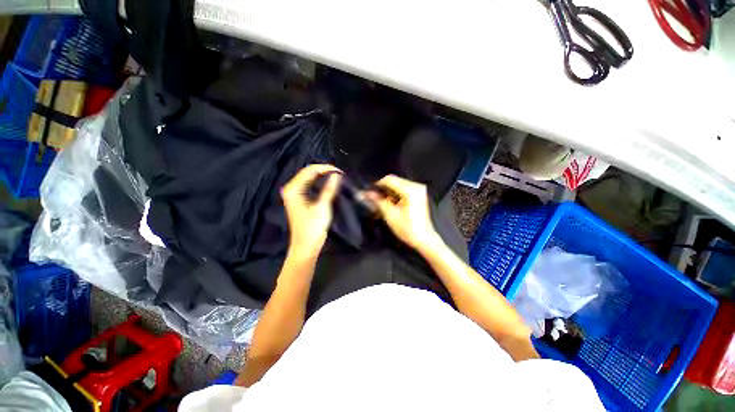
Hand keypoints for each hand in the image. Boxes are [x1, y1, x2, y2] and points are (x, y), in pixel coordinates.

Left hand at [281, 164, 342, 258]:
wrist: (306, 246)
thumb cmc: (313, 227)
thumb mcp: (323, 206)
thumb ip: (329, 189)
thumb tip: (337, 174)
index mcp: (293, 189)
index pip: (309, 170)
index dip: (325, 168)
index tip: (340, 171)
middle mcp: (291, 189)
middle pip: (308, 173)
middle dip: (324, 171)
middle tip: (340, 173)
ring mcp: (294, 195)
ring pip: (309, 179)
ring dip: (322, 176)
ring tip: (336, 177)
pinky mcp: (299, 200)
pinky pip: (309, 186)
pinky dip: (319, 183)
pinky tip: (328, 184)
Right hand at [365, 175, 440, 251]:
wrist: (424, 239)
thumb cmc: (407, 229)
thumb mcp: (390, 215)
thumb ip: (378, 201)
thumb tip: (365, 193)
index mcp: (410, 190)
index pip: (389, 180)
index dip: (377, 185)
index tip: (368, 193)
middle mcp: (416, 186)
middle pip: (394, 181)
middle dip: (382, 189)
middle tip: (373, 199)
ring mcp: (419, 189)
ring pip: (397, 185)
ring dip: (388, 192)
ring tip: (380, 203)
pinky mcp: (419, 194)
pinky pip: (403, 189)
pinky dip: (395, 195)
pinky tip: (389, 203)